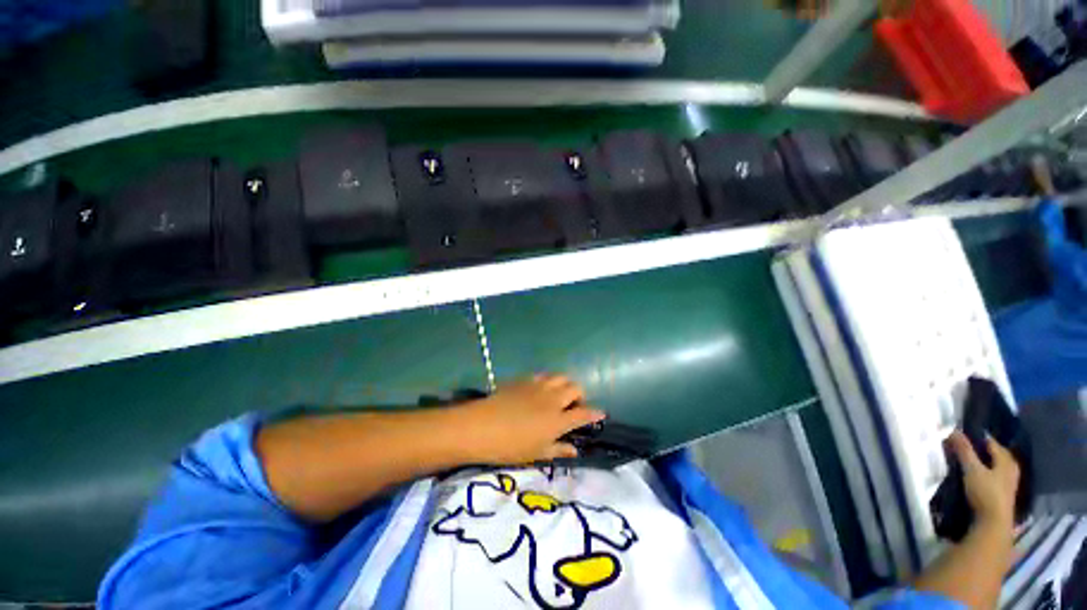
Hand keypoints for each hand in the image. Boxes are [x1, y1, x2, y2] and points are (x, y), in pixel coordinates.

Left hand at [458, 375, 605, 464]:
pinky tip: (540, 390)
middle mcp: (553, 399)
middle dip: (580, 395)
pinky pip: (543, 375)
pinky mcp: (525, 380)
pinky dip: (548, 381)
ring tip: (559, 395)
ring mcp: (538, 386)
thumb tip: (575, 450)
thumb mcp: (536, 453)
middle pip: (575, 388)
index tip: (601, 414)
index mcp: (558, 420)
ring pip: (560, 377)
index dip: (595, 414)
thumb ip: (558, 449)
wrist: (481, 426)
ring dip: (565, 385)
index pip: (584, 414)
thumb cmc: (510, 446)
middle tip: (574, 406)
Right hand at [946, 431, 1020, 529]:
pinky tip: (979, 477)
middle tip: (965, 448)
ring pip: (997, 467)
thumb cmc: (985, 492)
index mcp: (1006, 460)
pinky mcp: (1005, 494)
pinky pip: (996, 477)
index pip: (991, 442)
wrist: (994, 522)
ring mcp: (1010, 483)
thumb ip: (963, 450)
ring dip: (985, 463)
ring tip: (970, 462)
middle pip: (996, 455)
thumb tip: (953, 430)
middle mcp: (1011, 468)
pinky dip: (987, 473)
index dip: (977, 438)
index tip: (962, 437)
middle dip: (983, 451)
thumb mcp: (971, 469)